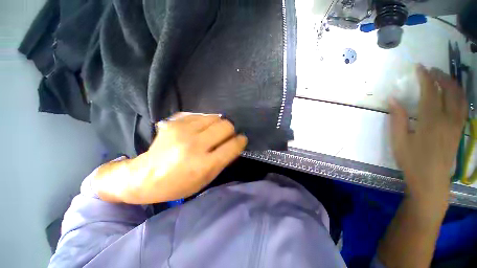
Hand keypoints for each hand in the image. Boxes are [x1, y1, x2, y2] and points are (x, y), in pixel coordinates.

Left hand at [94, 113, 247, 203]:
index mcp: (204, 165)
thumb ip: (223, 160)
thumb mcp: (205, 179)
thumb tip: (234, 142)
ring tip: (212, 132)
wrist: (145, 176)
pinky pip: (201, 115)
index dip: (241, 141)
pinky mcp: (175, 122)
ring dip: (218, 124)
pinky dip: (205, 121)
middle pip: (225, 126)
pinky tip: (200, 129)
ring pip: (215, 117)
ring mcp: (183, 131)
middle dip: (230, 130)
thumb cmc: (179, 184)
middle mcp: (194, 145)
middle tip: (226, 136)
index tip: (241, 139)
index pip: (232, 145)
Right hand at [389, 65, 466, 205]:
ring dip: (452, 84)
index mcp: (431, 121)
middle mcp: (448, 119)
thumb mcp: (398, 141)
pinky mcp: (459, 130)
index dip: (425, 78)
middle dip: (441, 77)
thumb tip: (392, 99)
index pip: (430, 92)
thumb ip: (397, 118)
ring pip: (460, 97)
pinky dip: (459, 95)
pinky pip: (463, 107)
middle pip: (449, 91)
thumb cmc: (412, 160)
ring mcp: (457, 124)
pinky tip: (453, 93)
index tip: (419, 67)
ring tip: (443, 78)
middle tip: (431, 70)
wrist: (431, 180)